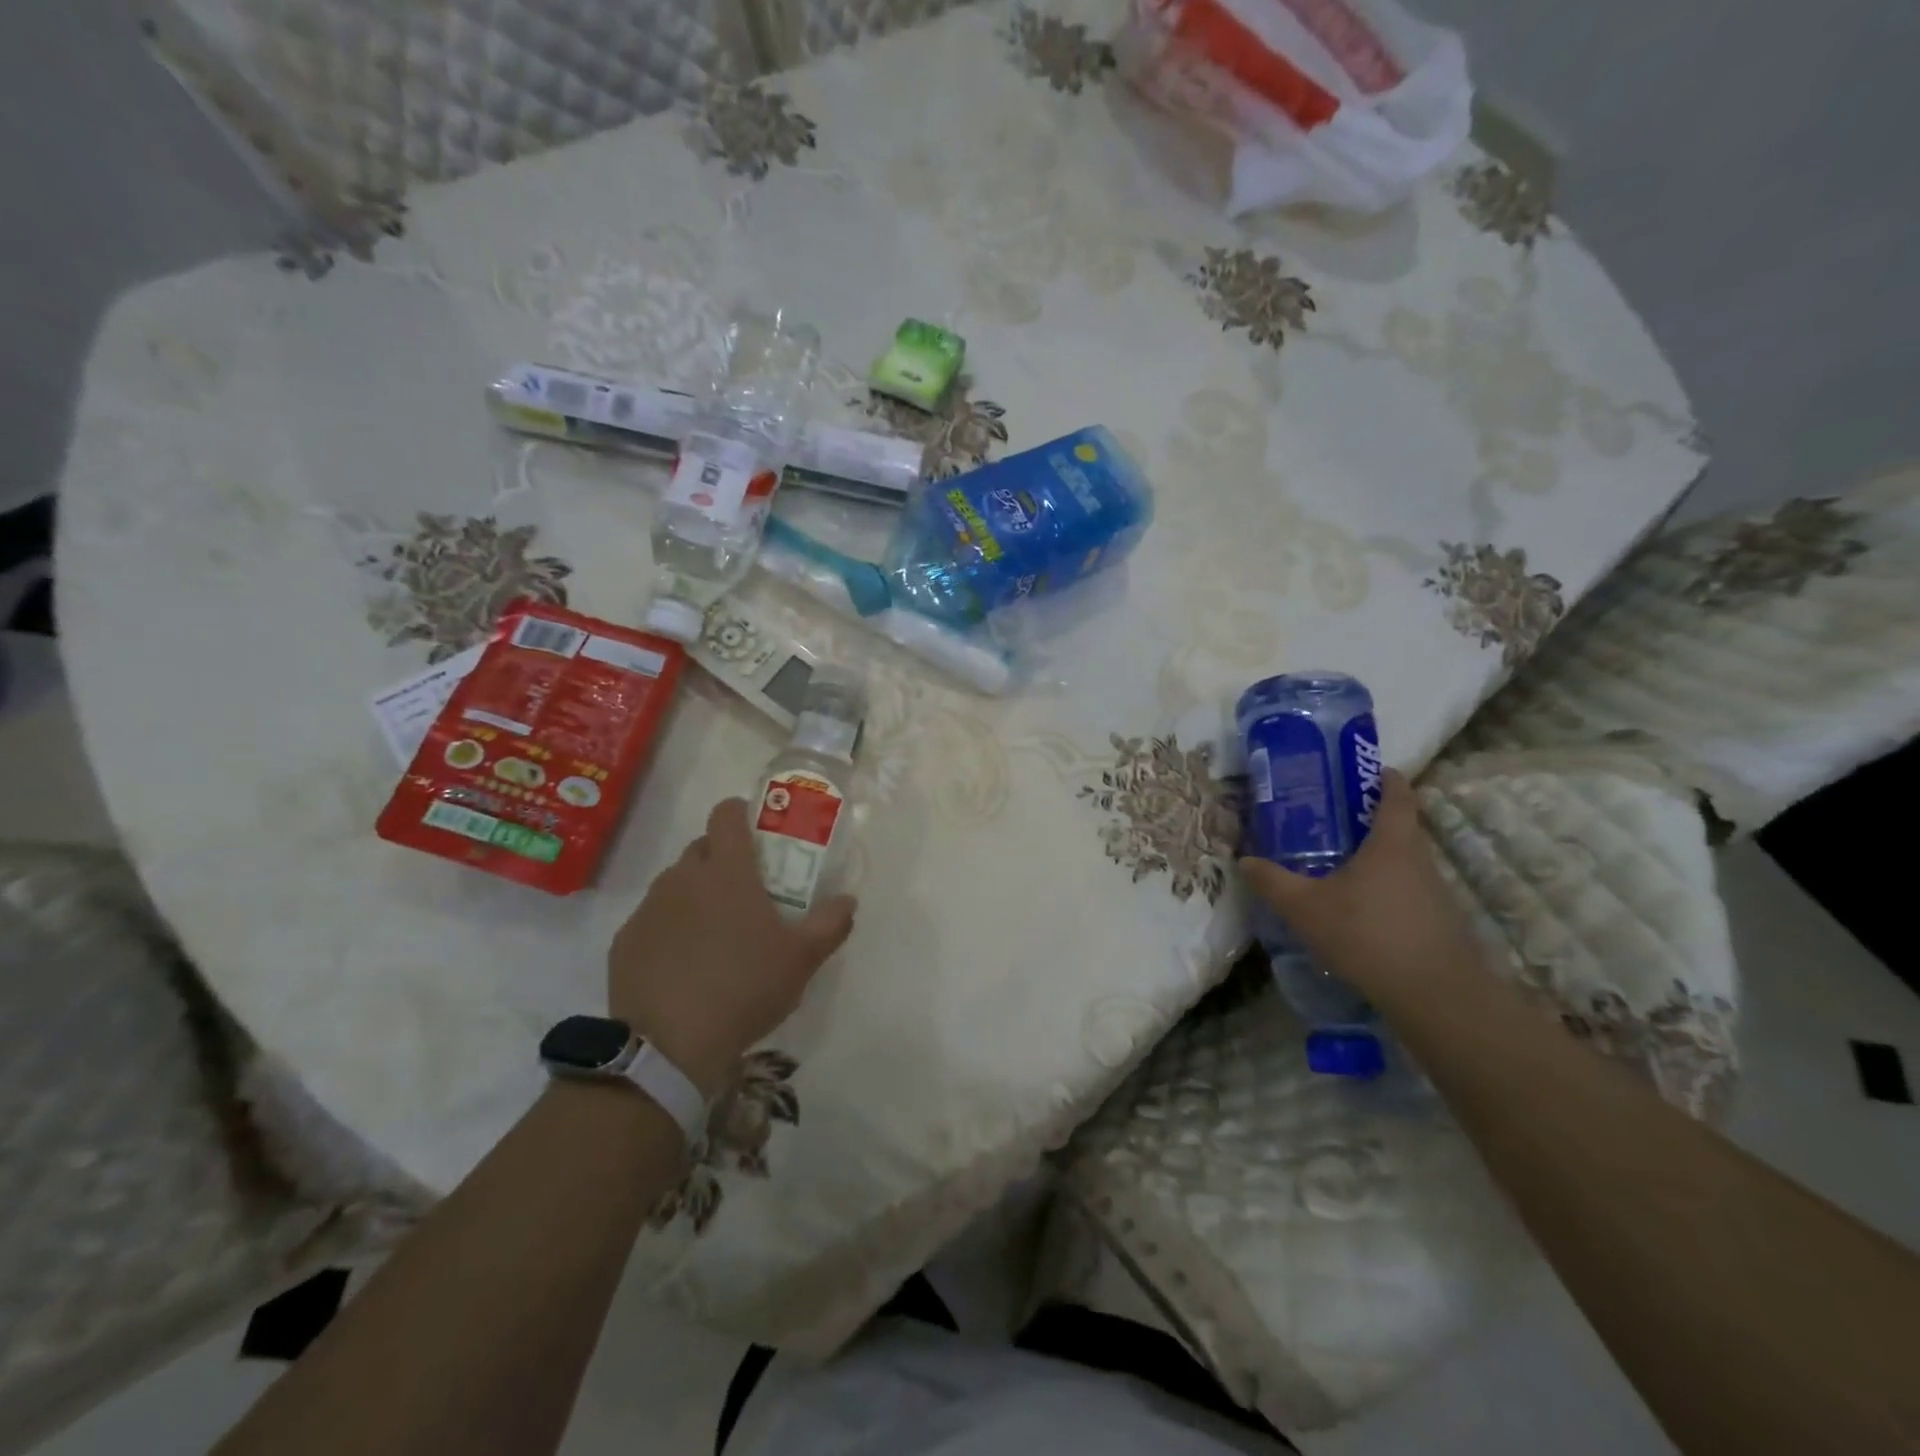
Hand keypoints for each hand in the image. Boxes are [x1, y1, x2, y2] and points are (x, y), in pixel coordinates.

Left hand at [607, 798, 855, 1097]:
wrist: (669, 1046)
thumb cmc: (745, 987)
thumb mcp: (802, 959)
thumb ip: (831, 923)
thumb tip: (847, 901)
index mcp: (727, 871)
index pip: (726, 814)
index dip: (741, 813)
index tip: (756, 833)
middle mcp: (683, 877)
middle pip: (702, 848)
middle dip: (722, 859)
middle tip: (745, 893)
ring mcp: (649, 909)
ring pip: (675, 883)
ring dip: (695, 894)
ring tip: (715, 934)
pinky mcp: (625, 941)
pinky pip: (652, 919)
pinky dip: (669, 929)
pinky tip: (683, 964)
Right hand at [1239, 770, 1482, 1004]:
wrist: (1433, 994)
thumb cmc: (1366, 934)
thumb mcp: (1304, 907)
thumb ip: (1272, 882)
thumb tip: (1244, 860)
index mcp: (1391, 843)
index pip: (1397, 796)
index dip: (1387, 778)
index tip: (1373, 770)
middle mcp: (1419, 860)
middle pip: (1401, 828)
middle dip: (1372, 820)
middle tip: (1335, 819)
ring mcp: (1435, 893)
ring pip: (1405, 863)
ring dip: (1379, 859)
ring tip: (1342, 865)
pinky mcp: (1439, 923)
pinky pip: (1409, 892)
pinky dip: (1387, 890)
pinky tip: (1360, 910)